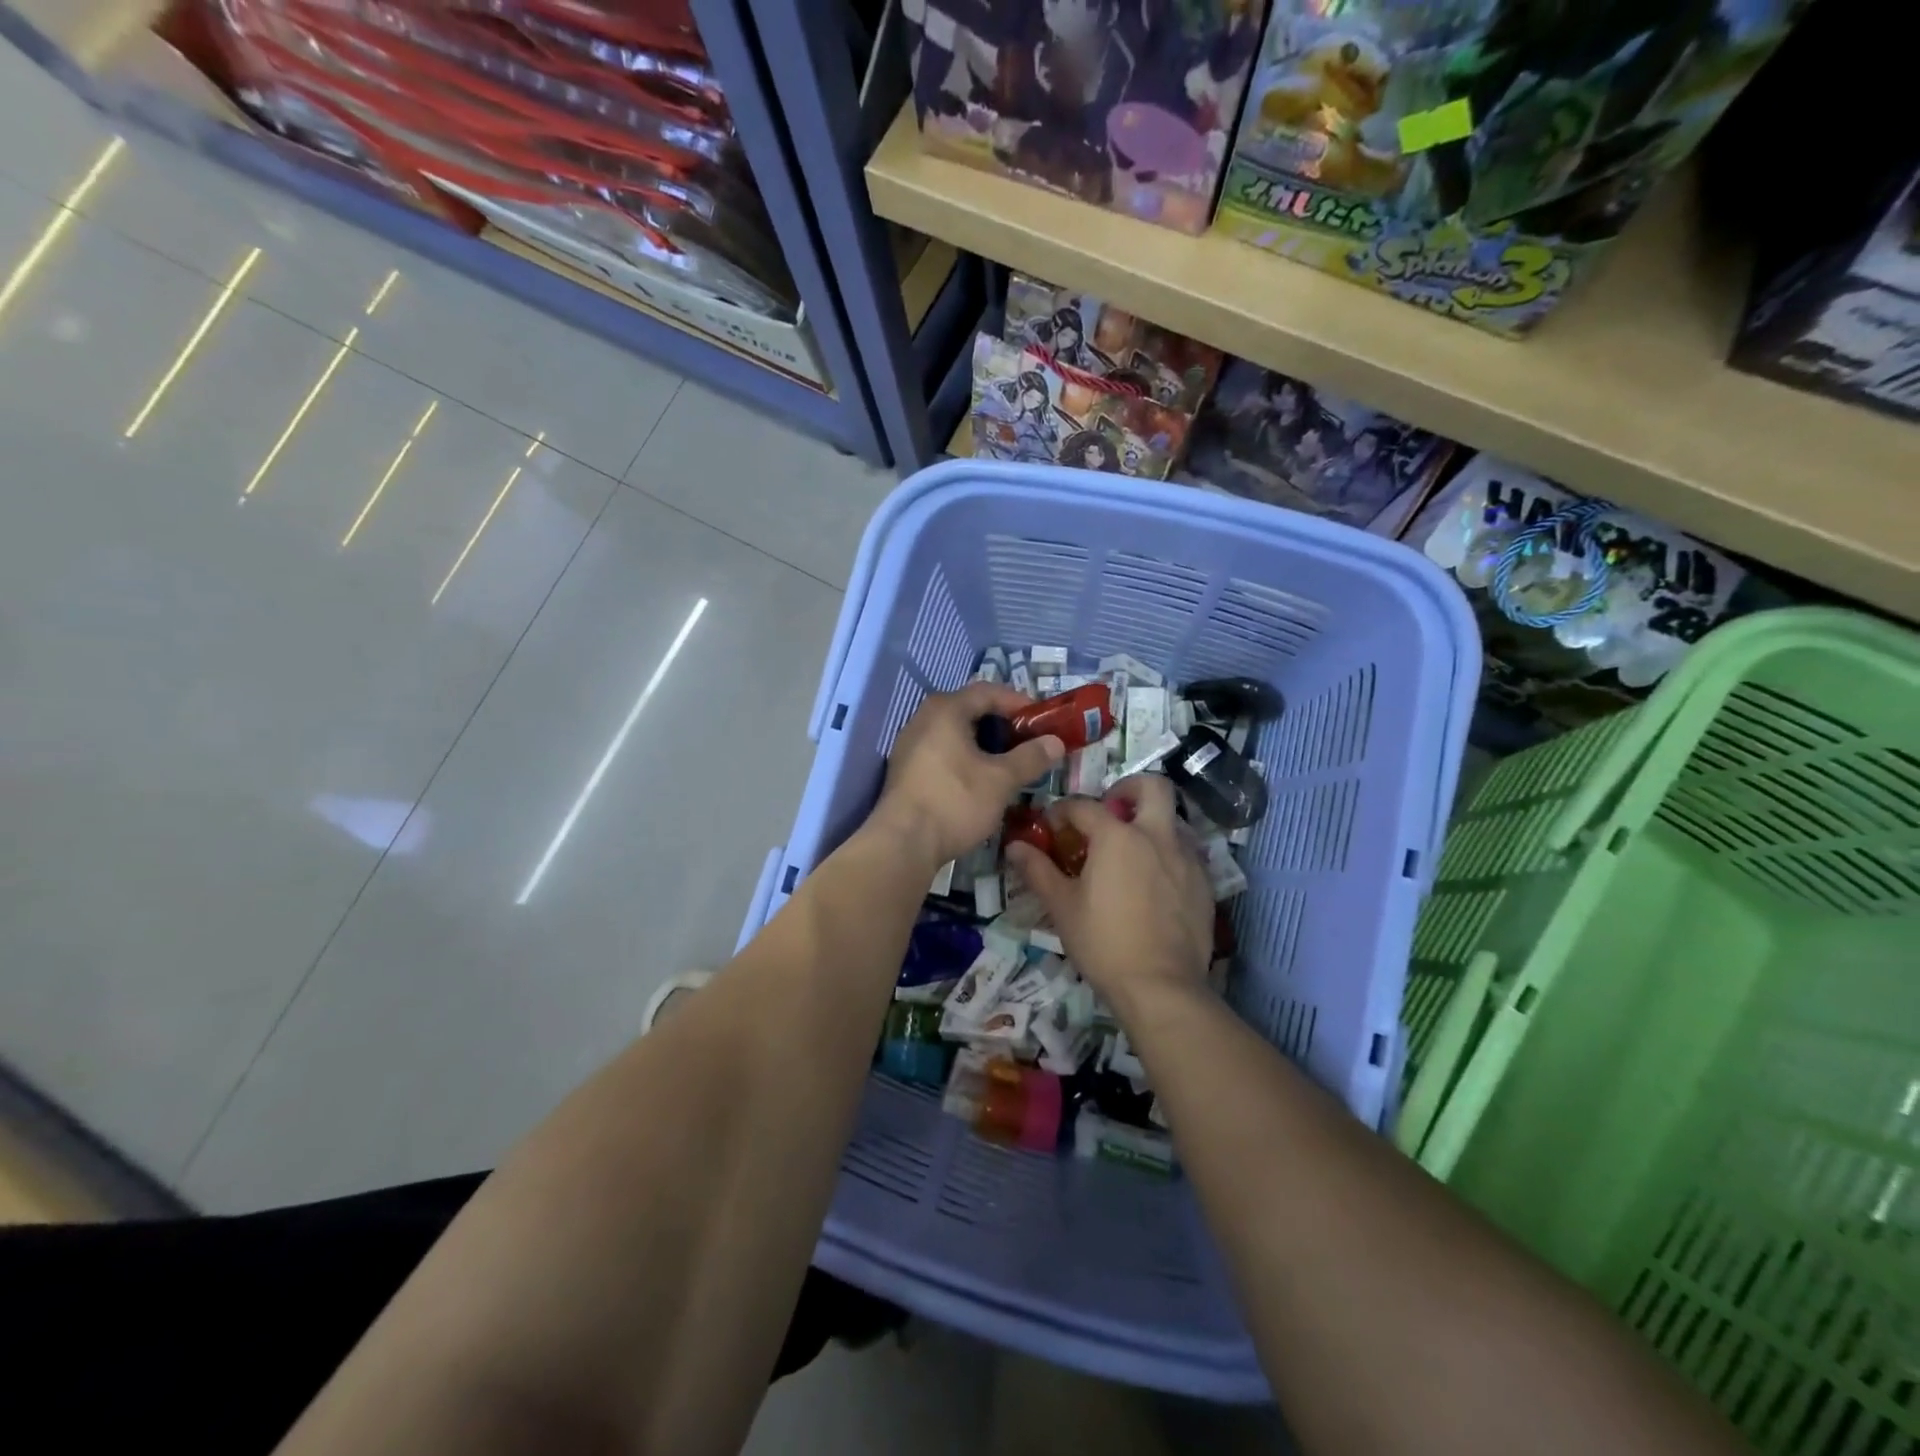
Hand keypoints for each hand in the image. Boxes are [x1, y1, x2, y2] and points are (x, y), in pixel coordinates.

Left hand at [870, 682, 1062, 865]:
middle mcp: (923, 719)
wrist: (903, 843)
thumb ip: (1030, 757)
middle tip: (1028, 742)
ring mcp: (910, 745)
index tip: (1043, 720)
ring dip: (984, 744)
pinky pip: (942, 752)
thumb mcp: (1001, 780)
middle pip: (970, 710)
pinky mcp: (906, 771)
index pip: (988, 691)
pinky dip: (965, 758)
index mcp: (946, 710)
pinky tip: (980, 781)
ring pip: (956, 734)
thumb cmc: (955, 801)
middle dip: (1002, 724)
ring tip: (1009, 763)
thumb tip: (1055, 742)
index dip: (1018, 702)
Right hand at [1006, 776, 1212, 1015]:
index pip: (1084, 806)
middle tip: (1112, 809)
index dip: (1062, 811)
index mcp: (1117, 836)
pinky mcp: (1205, 883)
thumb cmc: (1103, 943)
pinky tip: (1153, 883)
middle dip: (1129, 788)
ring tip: (1130, 853)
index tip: (1052, 826)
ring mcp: (1186, 858)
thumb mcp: (1062, 906)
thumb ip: (1038, 870)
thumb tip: (1015, 847)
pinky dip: (1167, 854)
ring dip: (1150, 823)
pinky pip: (1185, 853)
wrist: (1161, 986)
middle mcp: (1156, 836)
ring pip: (1173, 820)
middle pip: (1152, 787)